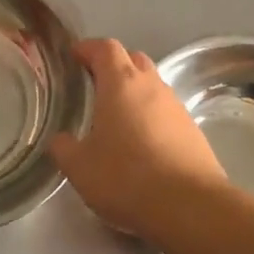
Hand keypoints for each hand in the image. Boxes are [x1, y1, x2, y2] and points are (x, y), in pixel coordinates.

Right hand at [50, 38, 224, 239]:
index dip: (88, 48)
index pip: (105, 48)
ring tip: (115, 118)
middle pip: (133, 59)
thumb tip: (60, 139)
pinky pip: (166, 111)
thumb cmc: (126, 177)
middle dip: (113, 66)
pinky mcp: (193, 130)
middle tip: (93, 85)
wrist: (190, 206)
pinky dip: (151, 117)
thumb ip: (64, 148)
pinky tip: (141, 144)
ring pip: (152, 86)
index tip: (74, 56)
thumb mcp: (80, 167)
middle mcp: (152, 86)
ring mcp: (176, 107)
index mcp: (121, 83)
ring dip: (134, 93)